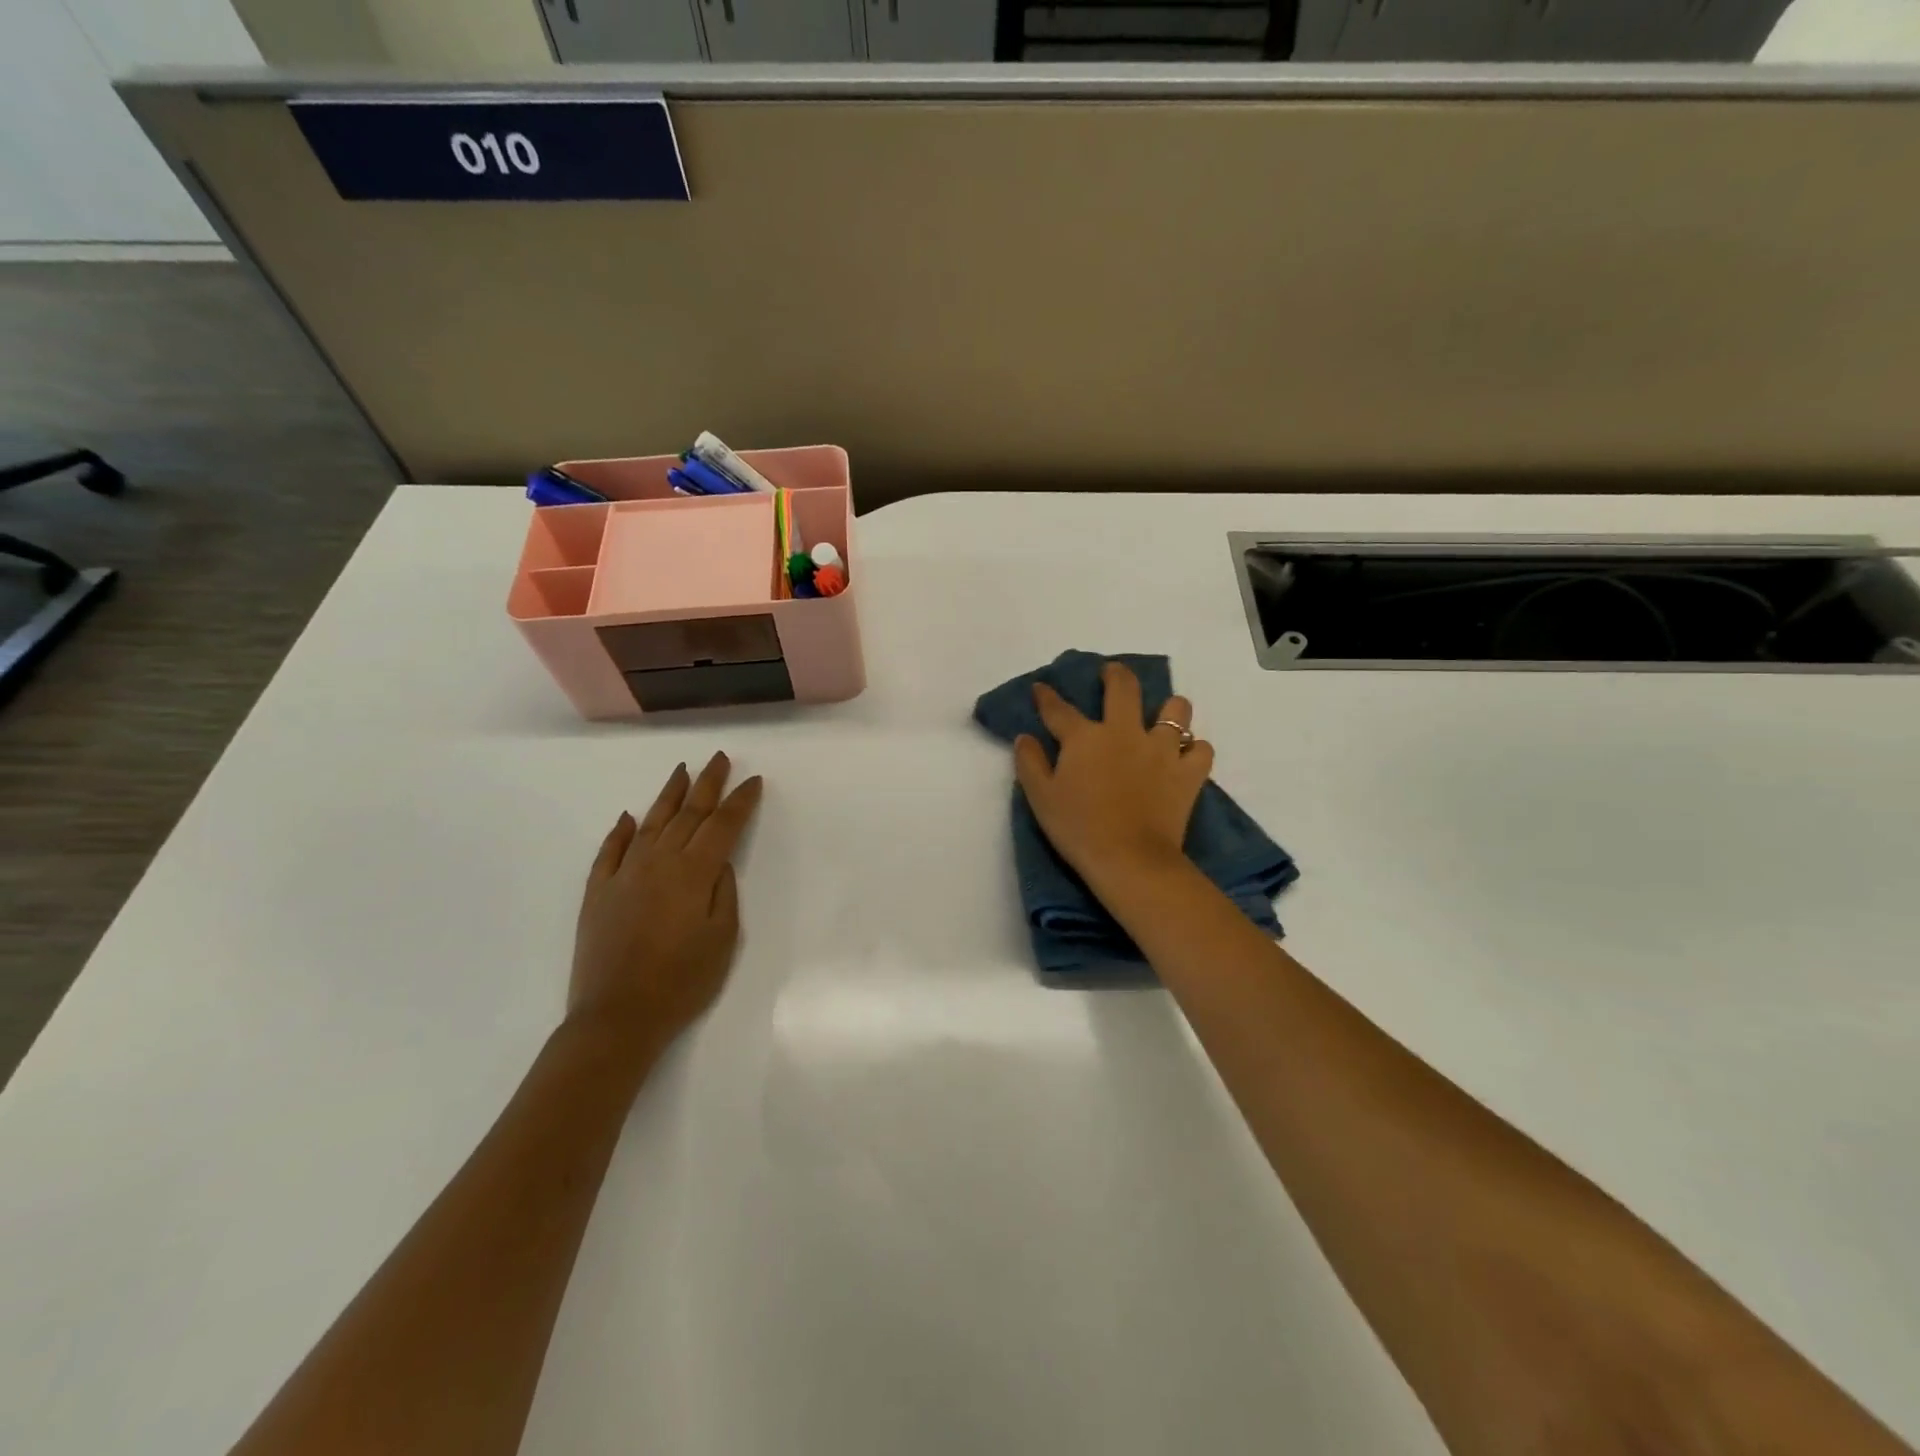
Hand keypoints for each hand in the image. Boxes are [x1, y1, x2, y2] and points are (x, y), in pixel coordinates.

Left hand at [568, 753, 762, 1059]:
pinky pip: (610, 851)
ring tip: (682, 771)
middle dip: (707, 784)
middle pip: (688, 813)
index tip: (753, 781)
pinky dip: (620, 831)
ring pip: (650, 822)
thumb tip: (717, 863)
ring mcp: (624, 874)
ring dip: (669, 794)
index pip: (723, 825)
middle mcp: (659, 862)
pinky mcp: (599, 891)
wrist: (617, 1016)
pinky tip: (628, 817)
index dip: (740, 801)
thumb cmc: (682, 981)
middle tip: (719, 759)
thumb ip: (723, 893)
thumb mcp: (723, 939)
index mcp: (693, 873)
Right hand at [1014, 661, 1214, 884]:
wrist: (1129, 859)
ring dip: (1170, 708)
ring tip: (1164, 715)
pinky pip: (1201, 750)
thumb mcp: (1040, 798)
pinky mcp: (1188, 773)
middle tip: (1112, 673)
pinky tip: (1186, 757)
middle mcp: (1124, 732)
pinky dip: (1194, 750)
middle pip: (1124, 688)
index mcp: (1085, 737)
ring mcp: (1161, 749)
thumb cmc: (1078, 829)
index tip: (1041, 688)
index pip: (1059, 709)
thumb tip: (1024, 738)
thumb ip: (1029, 763)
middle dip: (1115, 674)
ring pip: (1176, 710)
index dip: (1046, 696)